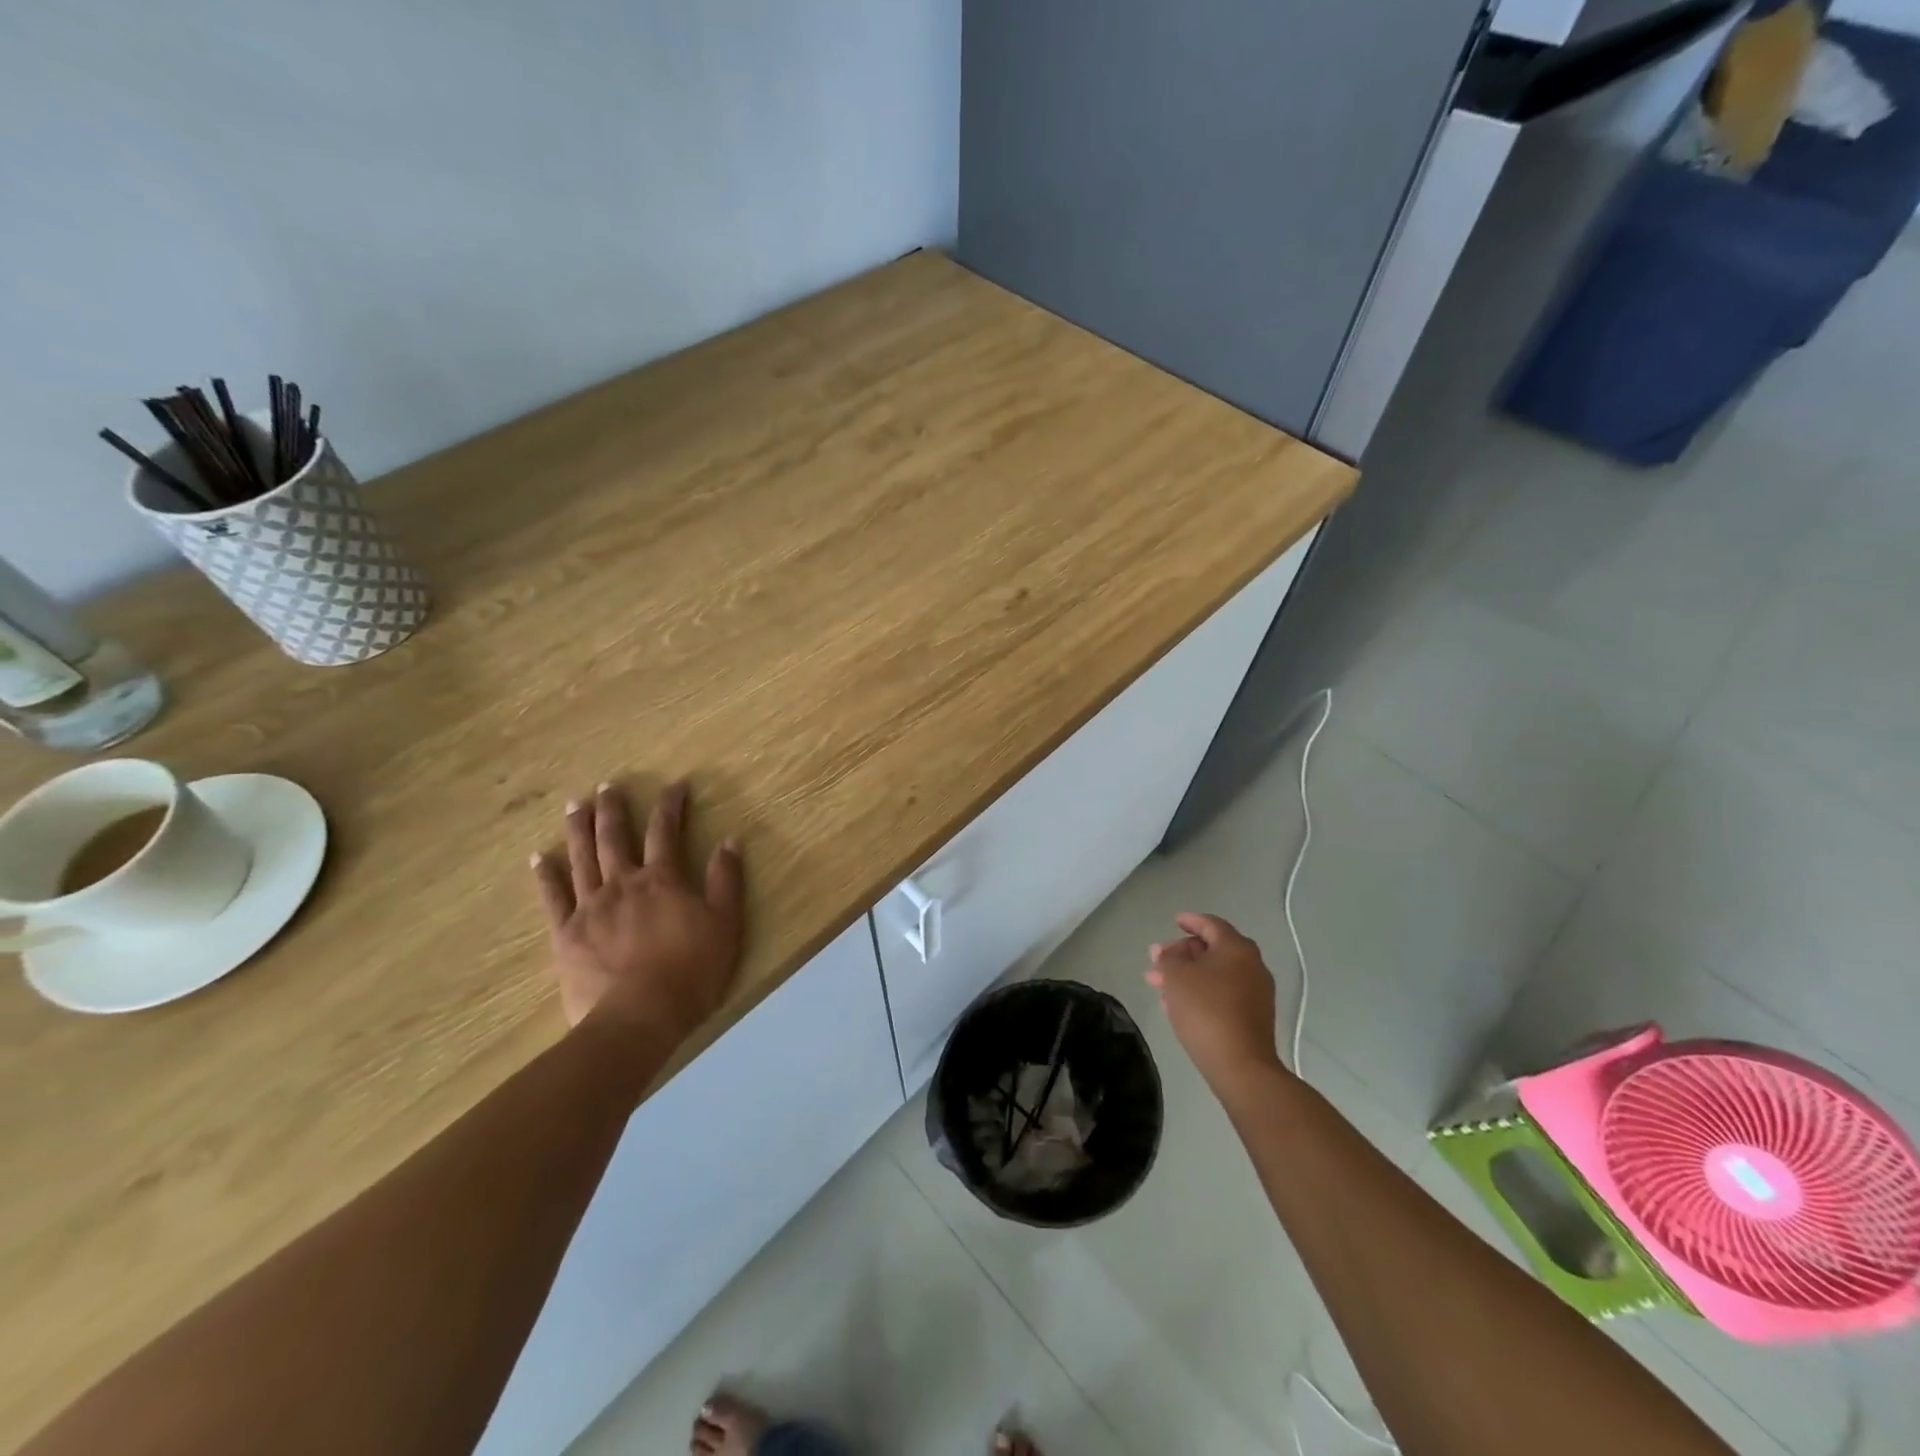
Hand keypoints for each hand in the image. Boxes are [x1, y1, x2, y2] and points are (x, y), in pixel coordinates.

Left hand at [531, 781, 744, 1043]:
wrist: (638, 1018)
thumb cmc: (690, 972)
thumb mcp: (725, 924)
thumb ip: (726, 881)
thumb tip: (729, 841)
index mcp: (662, 880)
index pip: (666, 832)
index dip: (671, 805)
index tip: (675, 785)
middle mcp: (623, 883)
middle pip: (615, 837)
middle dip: (613, 808)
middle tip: (608, 786)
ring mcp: (590, 907)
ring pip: (582, 858)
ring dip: (578, 828)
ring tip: (575, 804)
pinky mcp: (566, 934)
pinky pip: (552, 897)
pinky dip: (546, 875)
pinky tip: (540, 857)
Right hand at [1146, 913, 1286, 1087]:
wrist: (1241, 1065)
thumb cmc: (1206, 1010)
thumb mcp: (1176, 977)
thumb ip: (1167, 959)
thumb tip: (1163, 951)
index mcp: (1237, 948)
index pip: (1211, 924)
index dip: (1191, 921)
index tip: (1174, 921)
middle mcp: (1252, 965)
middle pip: (1213, 949)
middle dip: (1182, 953)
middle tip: (1158, 961)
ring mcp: (1256, 992)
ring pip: (1216, 974)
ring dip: (1188, 975)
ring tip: (1160, 985)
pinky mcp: (1254, 1016)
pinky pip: (1223, 993)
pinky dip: (1202, 991)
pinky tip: (1178, 1004)